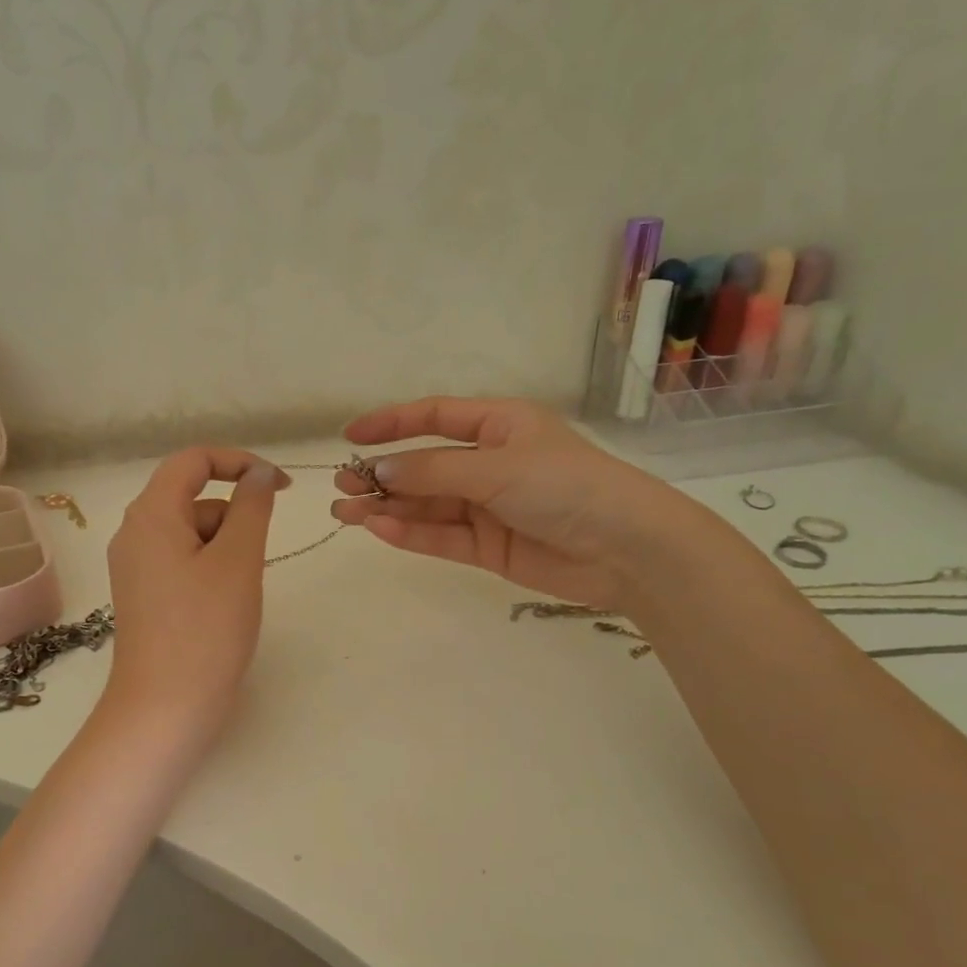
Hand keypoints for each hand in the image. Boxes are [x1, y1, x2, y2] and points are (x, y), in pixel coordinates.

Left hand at [104, 447, 285, 741]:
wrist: (165, 709)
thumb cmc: (205, 630)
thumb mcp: (238, 561)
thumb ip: (252, 507)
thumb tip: (260, 473)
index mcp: (150, 515)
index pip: (193, 460)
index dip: (240, 462)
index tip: (282, 487)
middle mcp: (135, 534)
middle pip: (194, 498)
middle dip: (235, 518)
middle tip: (254, 563)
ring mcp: (137, 567)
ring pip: (194, 533)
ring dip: (227, 547)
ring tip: (239, 594)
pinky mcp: (146, 595)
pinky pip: (185, 562)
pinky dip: (213, 569)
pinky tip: (225, 606)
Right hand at [331, 397, 698, 609]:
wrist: (625, 549)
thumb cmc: (565, 486)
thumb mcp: (496, 467)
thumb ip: (434, 471)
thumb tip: (378, 470)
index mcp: (499, 426)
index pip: (435, 417)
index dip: (392, 423)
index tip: (352, 434)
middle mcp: (489, 464)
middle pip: (424, 466)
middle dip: (383, 474)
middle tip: (341, 486)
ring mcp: (487, 507)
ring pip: (426, 504)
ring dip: (387, 507)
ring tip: (345, 512)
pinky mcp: (487, 547)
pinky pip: (440, 536)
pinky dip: (410, 533)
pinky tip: (379, 528)